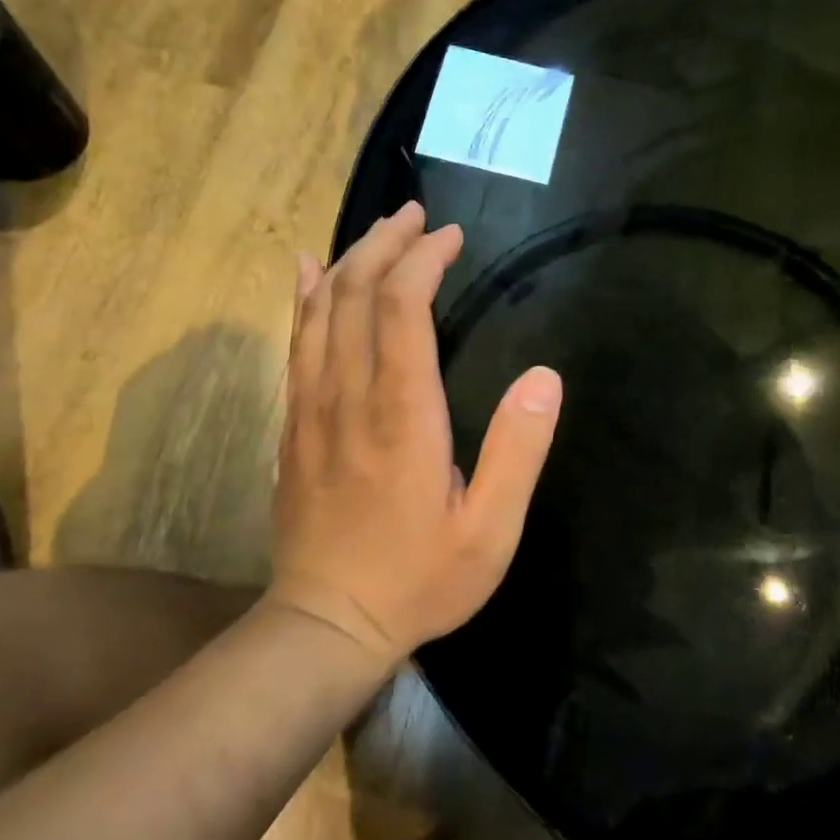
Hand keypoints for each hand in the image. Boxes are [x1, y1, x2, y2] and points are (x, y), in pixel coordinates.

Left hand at [267, 201, 562, 665]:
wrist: (325, 623)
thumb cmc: (417, 579)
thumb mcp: (490, 530)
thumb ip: (519, 451)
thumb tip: (545, 376)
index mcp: (402, 414)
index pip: (403, 309)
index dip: (423, 261)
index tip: (450, 237)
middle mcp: (349, 396)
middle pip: (356, 294)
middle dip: (385, 244)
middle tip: (416, 216)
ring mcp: (312, 407)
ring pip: (320, 311)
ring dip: (349, 261)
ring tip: (378, 230)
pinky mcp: (293, 424)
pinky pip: (295, 344)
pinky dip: (303, 299)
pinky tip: (306, 271)